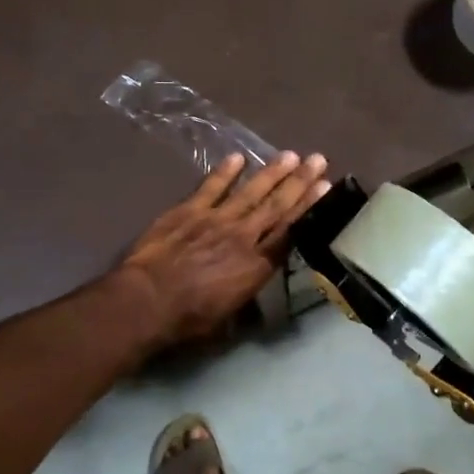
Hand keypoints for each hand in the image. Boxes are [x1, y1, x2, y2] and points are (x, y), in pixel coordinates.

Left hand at [118, 151, 330, 349]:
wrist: (148, 299)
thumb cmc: (189, 319)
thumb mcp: (229, 317)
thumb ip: (246, 293)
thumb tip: (256, 283)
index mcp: (256, 266)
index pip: (290, 232)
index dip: (309, 208)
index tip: (325, 187)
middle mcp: (243, 237)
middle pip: (277, 206)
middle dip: (299, 182)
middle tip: (318, 159)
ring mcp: (216, 219)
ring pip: (251, 191)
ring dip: (272, 172)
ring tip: (291, 155)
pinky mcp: (189, 211)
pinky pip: (211, 187)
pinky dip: (225, 172)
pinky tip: (239, 158)